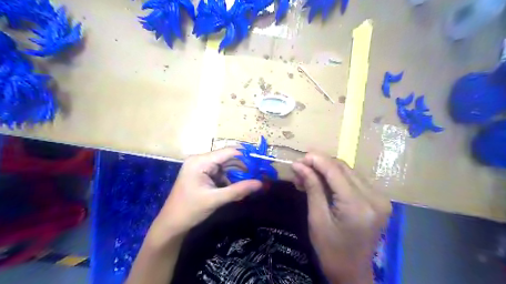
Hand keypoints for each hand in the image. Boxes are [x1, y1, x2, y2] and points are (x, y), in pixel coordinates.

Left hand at [146, 147, 262, 246]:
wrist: (171, 224)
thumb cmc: (190, 210)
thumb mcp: (215, 200)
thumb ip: (238, 190)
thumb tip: (260, 183)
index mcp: (200, 161)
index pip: (228, 152)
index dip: (246, 156)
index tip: (261, 163)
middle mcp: (200, 160)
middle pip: (227, 158)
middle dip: (243, 166)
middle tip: (259, 173)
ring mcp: (201, 167)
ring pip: (225, 166)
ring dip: (237, 173)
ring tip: (252, 180)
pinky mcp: (202, 174)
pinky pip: (220, 172)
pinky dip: (230, 179)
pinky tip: (238, 186)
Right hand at [293, 153, 389, 283]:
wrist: (353, 272)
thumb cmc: (330, 250)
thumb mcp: (317, 218)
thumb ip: (311, 187)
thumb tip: (299, 165)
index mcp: (358, 206)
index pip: (335, 171)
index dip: (316, 160)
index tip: (298, 158)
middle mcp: (374, 197)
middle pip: (343, 167)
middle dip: (320, 164)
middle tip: (300, 168)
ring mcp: (379, 198)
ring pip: (348, 171)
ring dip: (326, 170)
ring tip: (307, 176)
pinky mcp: (378, 200)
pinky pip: (354, 180)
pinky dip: (336, 178)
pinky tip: (322, 182)